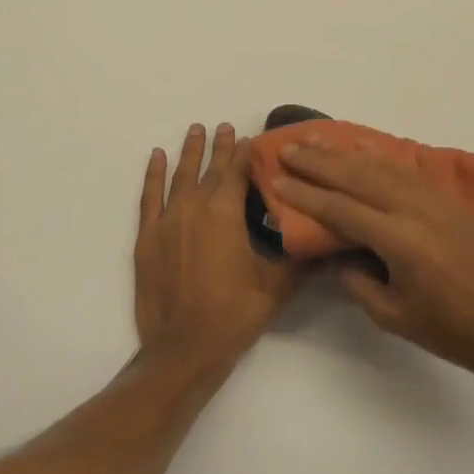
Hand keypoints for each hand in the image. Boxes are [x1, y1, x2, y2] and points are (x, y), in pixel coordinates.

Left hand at [134, 123, 300, 379]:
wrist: (183, 348)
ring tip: (195, 129)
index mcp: (224, 213)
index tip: (251, 138)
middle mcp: (194, 207)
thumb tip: (327, 240)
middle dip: (220, 147)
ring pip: (179, 176)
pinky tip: (157, 156)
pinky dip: (153, 174)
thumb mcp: (276, 287)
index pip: (238, 173)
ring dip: (189, 152)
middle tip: (225, 126)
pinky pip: (150, 196)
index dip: (246, 154)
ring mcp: (167, 220)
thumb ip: (300, 259)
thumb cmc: (233, 314)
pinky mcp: (147, 237)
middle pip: (210, 169)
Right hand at [272, 142, 473, 385]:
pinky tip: (359, 150)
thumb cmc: (448, 329)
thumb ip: (356, 280)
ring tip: (314, 138)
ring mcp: (434, 199)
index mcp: (399, 240)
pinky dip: (376, 157)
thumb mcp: (391, 315)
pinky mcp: (447, 199)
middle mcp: (414, 209)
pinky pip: (404, 169)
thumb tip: (336, 253)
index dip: (305, 194)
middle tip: (287, 149)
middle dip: (318, 162)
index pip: (340, 209)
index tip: (277, 179)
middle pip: (356, 177)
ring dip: (343, 152)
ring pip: (379, 166)